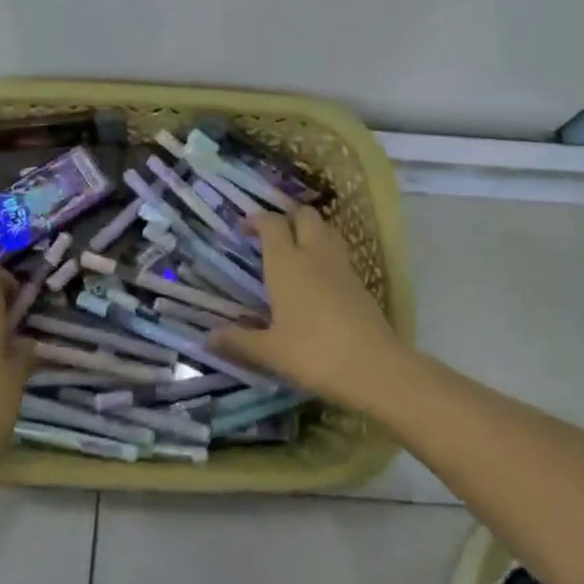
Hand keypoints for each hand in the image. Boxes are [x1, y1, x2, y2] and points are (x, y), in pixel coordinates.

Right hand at [209, 208, 405, 407]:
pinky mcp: (360, 282)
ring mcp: (341, 266)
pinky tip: (319, 278)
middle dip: (287, 217)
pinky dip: (326, 253)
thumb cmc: (314, 354)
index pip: (271, 224)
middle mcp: (314, 255)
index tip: (244, 228)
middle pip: (304, 215)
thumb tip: (208, 338)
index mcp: (286, 263)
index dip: (256, 220)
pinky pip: (339, 253)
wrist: (375, 368)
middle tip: (272, 236)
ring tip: (296, 250)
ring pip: (326, 229)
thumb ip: (239, 341)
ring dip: (310, 230)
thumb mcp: (270, 352)